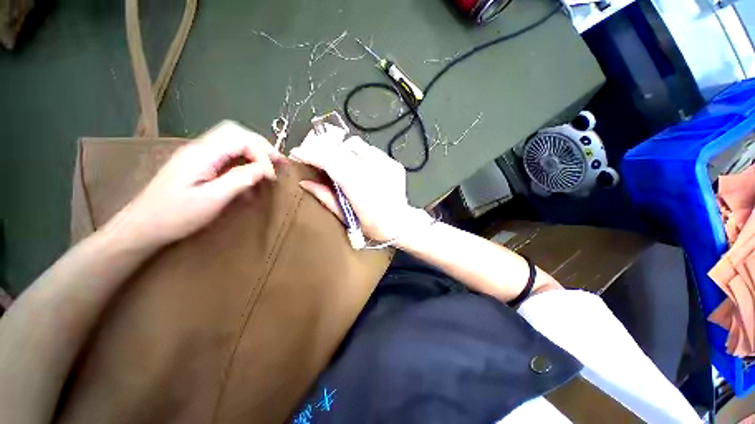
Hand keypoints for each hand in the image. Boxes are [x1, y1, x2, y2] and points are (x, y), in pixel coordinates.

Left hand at [106, 121, 281, 249]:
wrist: (142, 226)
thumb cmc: (176, 215)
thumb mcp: (212, 200)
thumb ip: (240, 180)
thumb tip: (264, 170)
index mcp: (203, 153)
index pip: (242, 140)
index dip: (263, 156)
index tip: (272, 177)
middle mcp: (200, 147)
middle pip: (236, 132)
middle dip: (261, 145)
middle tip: (278, 162)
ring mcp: (197, 154)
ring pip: (231, 139)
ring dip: (253, 150)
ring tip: (269, 165)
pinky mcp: (197, 163)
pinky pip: (226, 153)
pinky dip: (243, 159)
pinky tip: (249, 175)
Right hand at [290, 125, 430, 242]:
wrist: (402, 224)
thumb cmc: (373, 226)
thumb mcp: (347, 218)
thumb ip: (326, 198)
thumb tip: (304, 182)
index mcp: (360, 189)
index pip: (332, 163)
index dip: (312, 155)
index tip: (297, 153)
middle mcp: (374, 172)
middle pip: (342, 150)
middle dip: (322, 149)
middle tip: (313, 155)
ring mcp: (387, 165)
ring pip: (356, 145)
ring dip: (341, 150)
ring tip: (337, 162)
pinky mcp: (394, 163)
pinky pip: (370, 150)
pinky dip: (358, 154)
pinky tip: (358, 165)